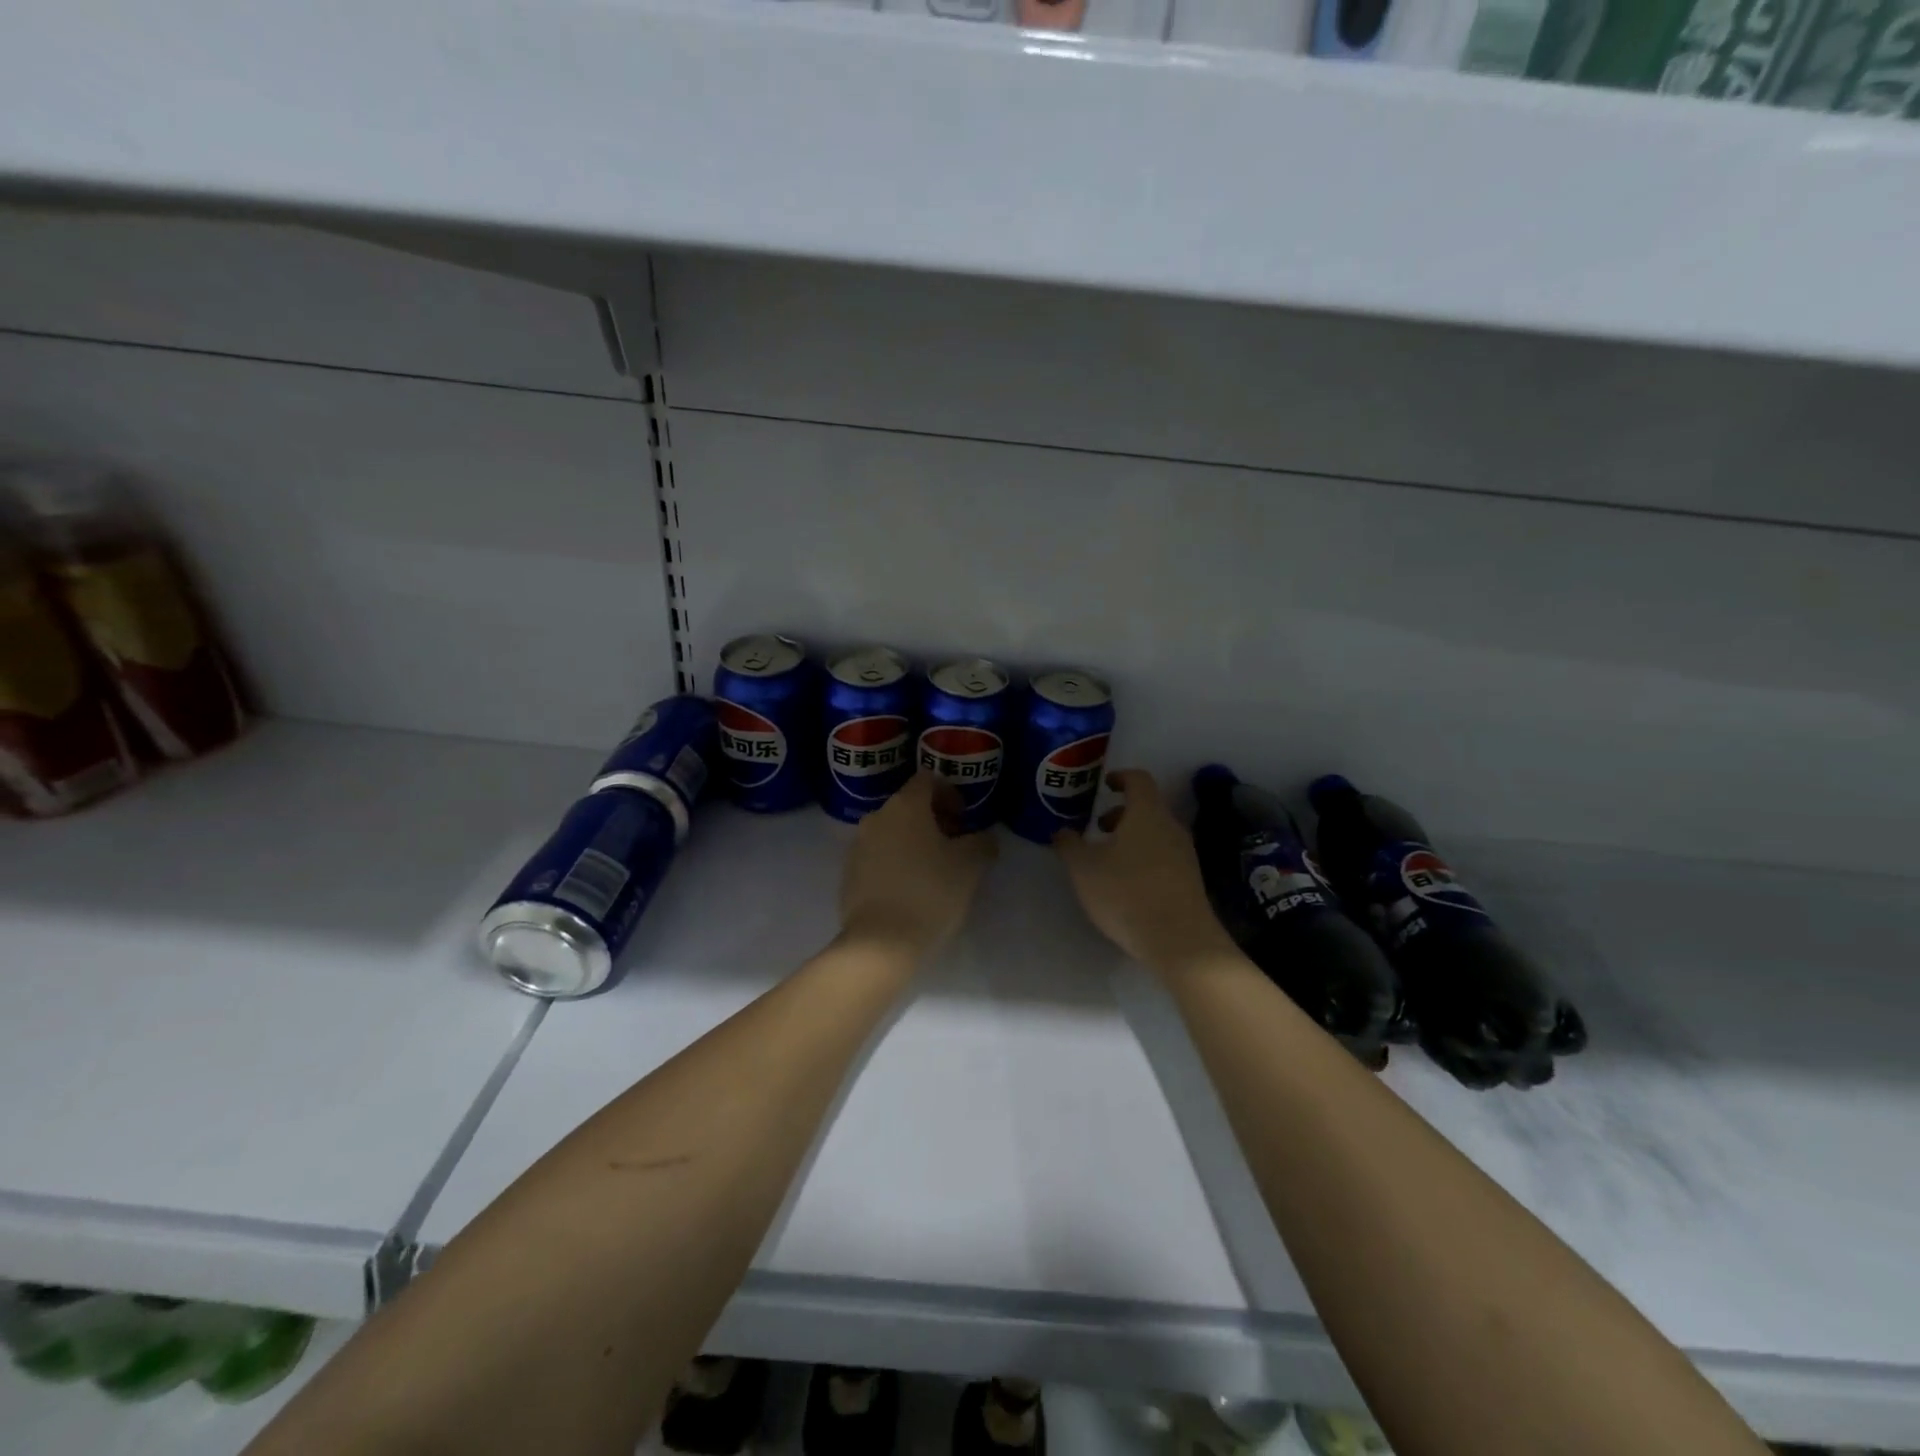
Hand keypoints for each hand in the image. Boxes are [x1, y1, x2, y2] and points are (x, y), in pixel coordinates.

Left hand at [839, 771, 997, 958]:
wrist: (880, 943)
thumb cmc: (930, 893)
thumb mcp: (970, 866)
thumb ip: (981, 842)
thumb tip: (984, 837)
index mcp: (905, 805)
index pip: (928, 780)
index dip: (950, 794)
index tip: (965, 820)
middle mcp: (876, 817)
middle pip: (909, 806)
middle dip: (934, 820)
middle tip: (955, 846)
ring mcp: (858, 846)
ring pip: (892, 832)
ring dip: (913, 842)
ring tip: (934, 871)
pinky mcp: (848, 874)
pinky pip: (878, 857)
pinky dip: (896, 863)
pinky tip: (910, 890)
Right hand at [1055, 769, 1237, 973]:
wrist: (1179, 940)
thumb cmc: (1126, 893)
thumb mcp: (1084, 869)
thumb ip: (1070, 845)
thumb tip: (1062, 831)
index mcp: (1147, 813)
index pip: (1138, 780)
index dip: (1121, 777)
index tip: (1105, 784)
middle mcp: (1171, 827)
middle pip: (1148, 808)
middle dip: (1121, 814)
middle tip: (1098, 827)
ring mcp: (1185, 855)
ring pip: (1156, 833)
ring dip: (1132, 837)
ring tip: (1108, 858)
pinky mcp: (1190, 880)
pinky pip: (1164, 856)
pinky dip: (1144, 857)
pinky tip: (1127, 882)